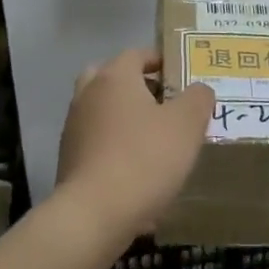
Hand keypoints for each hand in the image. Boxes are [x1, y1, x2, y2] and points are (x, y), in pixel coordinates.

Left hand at [55, 49, 214, 237]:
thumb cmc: (144, 158)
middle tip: (165, 103)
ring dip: (125, 119)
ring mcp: (74, 128)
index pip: (136, 54)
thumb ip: (198, 98)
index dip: (160, 61)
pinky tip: (138, 169)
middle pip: (111, 79)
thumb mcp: (187, 124)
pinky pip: (97, 143)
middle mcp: (88, 95)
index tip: (182, 75)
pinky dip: (115, 147)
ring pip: (103, 112)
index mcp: (114, 78)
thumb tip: (199, 89)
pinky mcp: (70, 160)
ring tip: (156, 139)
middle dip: (137, 87)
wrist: (94, 214)